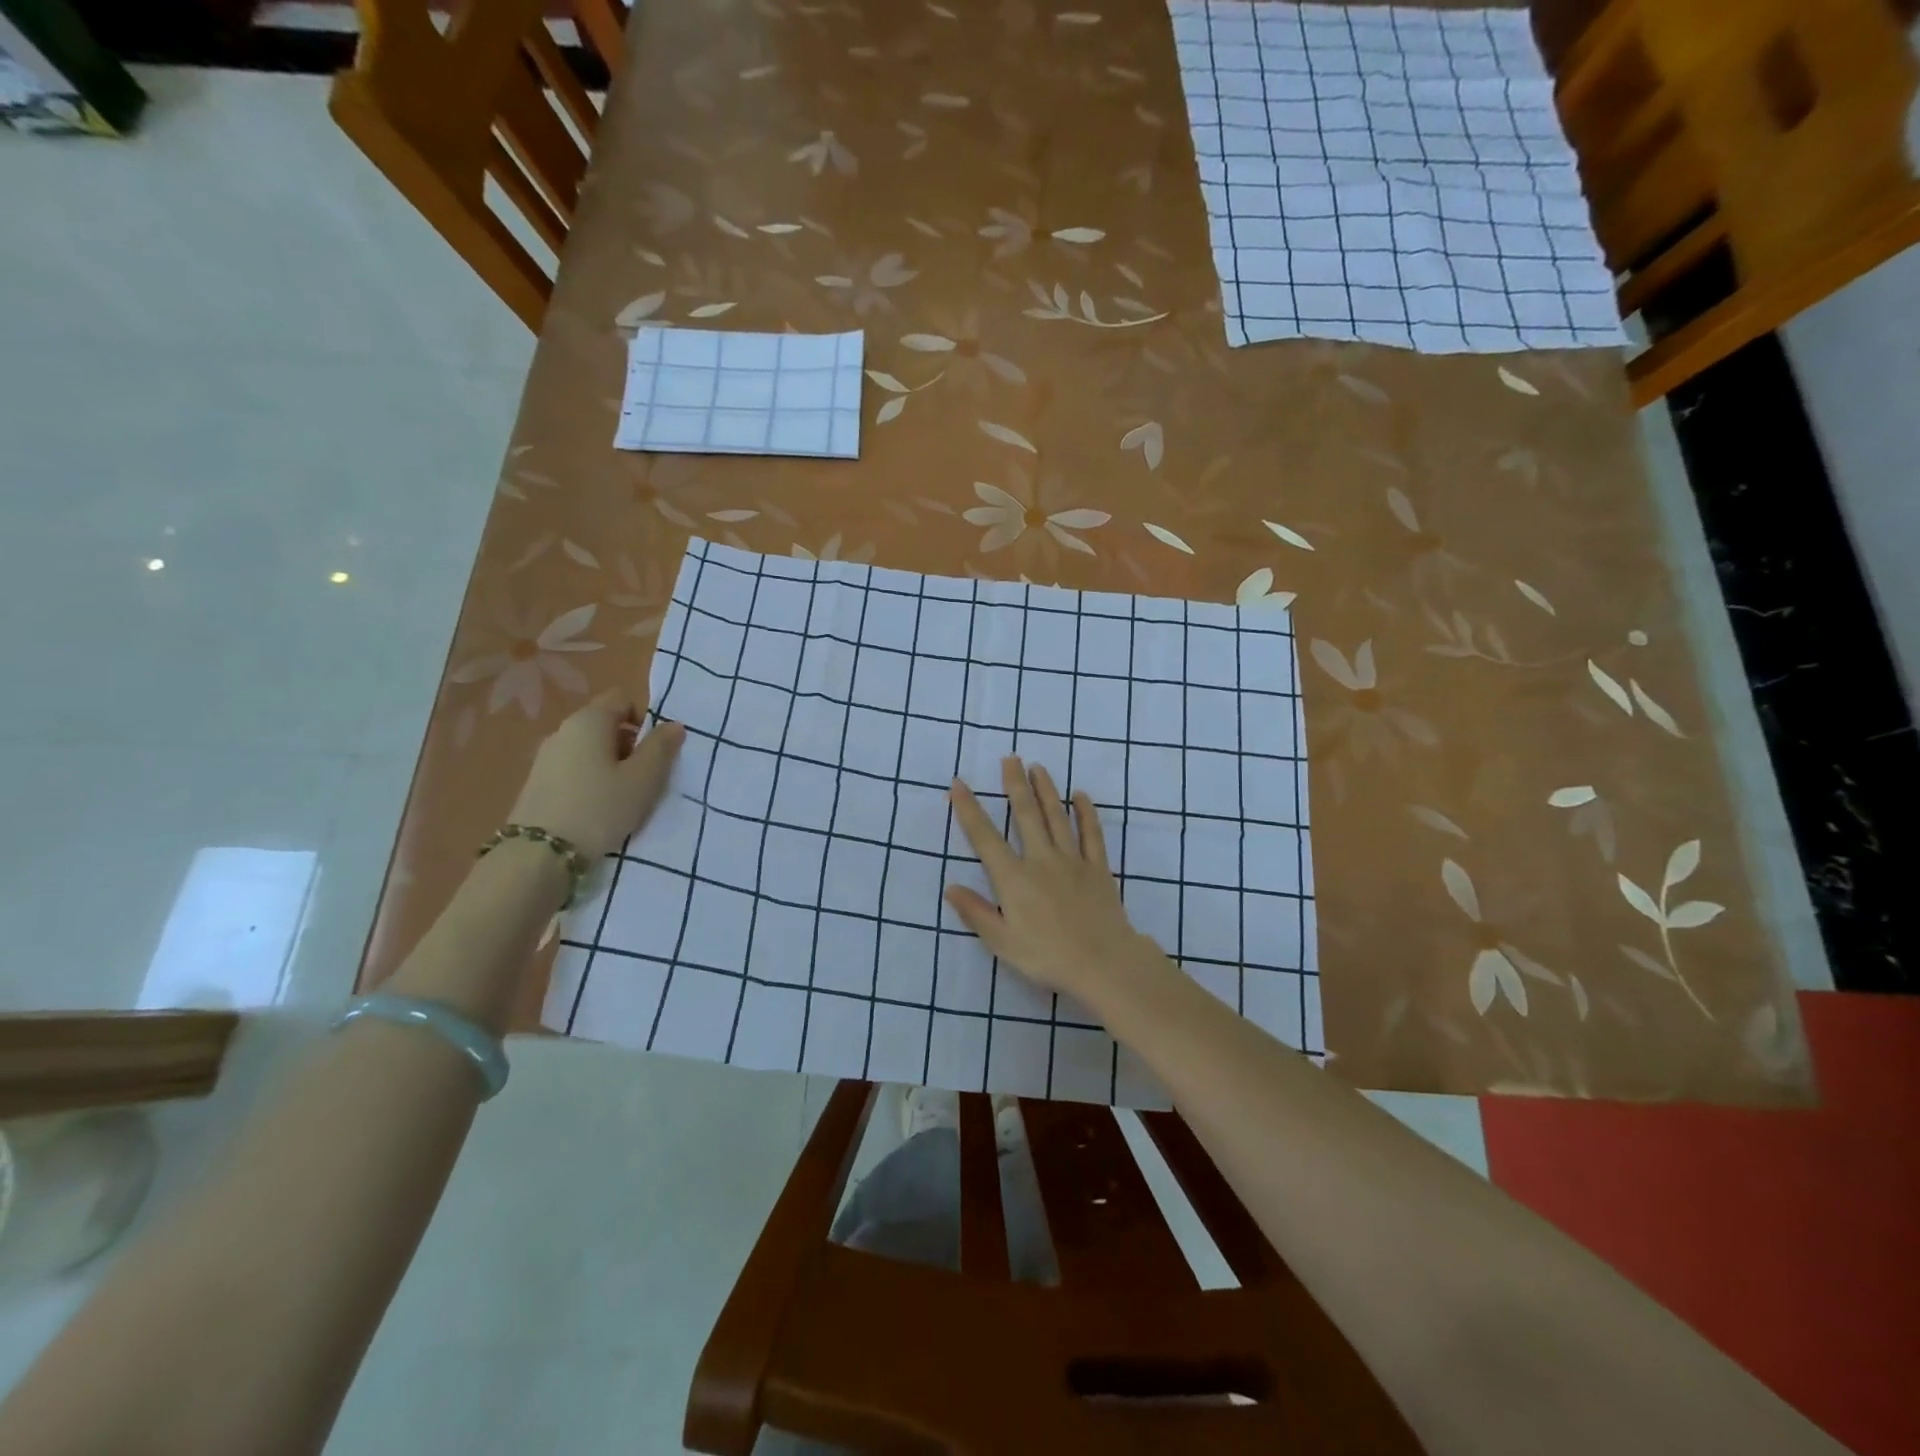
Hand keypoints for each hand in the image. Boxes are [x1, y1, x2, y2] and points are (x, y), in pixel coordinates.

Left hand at [508, 690, 685, 859]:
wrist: (539, 855)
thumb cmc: (600, 808)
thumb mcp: (643, 779)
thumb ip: (661, 748)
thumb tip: (674, 725)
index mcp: (589, 721)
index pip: (622, 700)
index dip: (644, 720)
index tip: (655, 752)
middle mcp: (563, 731)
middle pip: (605, 725)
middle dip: (629, 745)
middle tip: (643, 778)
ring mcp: (545, 757)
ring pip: (589, 749)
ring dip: (610, 765)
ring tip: (621, 797)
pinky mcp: (535, 783)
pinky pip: (573, 769)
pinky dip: (590, 780)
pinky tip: (596, 809)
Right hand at [944, 756, 1171, 1014]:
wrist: (1103, 963)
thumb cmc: (1047, 957)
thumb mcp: (1002, 942)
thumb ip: (976, 912)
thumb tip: (951, 887)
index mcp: (1013, 878)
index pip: (985, 837)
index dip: (969, 809)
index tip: (959, 784)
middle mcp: (1040, 859)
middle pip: (1025, 815)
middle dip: (1015, 785)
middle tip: (1010, 759)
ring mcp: (1072, 861)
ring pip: (1056, 817)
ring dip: (1046, 790)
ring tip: (1037, 767)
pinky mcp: (1097, 868)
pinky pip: (1091, 834)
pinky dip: (1086, 813)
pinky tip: (1081, 796)